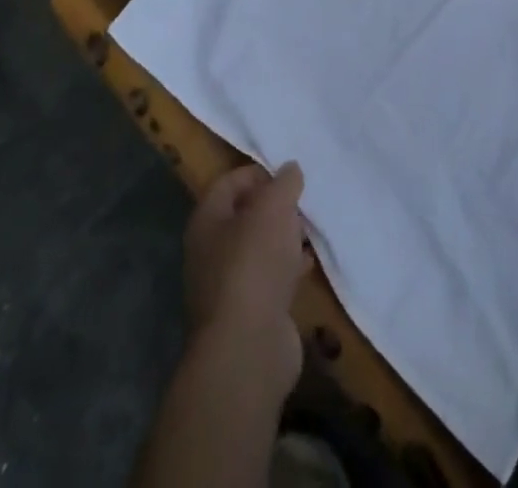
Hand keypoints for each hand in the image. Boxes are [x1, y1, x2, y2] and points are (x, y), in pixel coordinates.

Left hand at [184, 162, 309, 391]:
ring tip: (311, 229)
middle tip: (302, 201)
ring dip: (284, 238)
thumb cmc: (254, 263)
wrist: (249, 348)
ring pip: (259, 249)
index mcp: (206, 221)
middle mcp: (210, 251)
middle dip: (274, 207)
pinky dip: (289, 268)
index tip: (287, 175)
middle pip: (244, 217)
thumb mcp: (274, 208)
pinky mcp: (249, 313)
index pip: (228, 183)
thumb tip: (290, 169)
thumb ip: (284, 183)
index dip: (256, 173)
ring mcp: (228, 286)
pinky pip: (270, 278)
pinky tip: (310, 264)